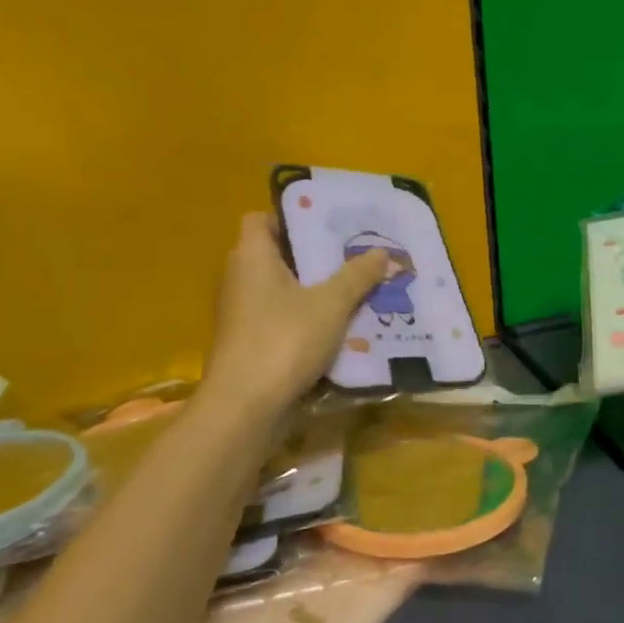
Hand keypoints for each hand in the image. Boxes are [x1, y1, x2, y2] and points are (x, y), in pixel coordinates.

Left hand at [199, 214, 388, 417]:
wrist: (247, 405)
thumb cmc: (284, 340)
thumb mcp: (331, 304)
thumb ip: (357, 276)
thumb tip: (383, 252)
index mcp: (252, 257)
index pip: (262, 219)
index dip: (292, 217)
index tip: (329, 225)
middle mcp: (240, 279)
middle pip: (278, 255)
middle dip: (316, 256)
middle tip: (356, 256)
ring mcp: (243, 314)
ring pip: (284, 290)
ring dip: (316, 290)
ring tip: (358, 290)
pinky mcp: (251, 343)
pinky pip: (284, 319)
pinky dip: (308, 319)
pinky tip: (342, 328)